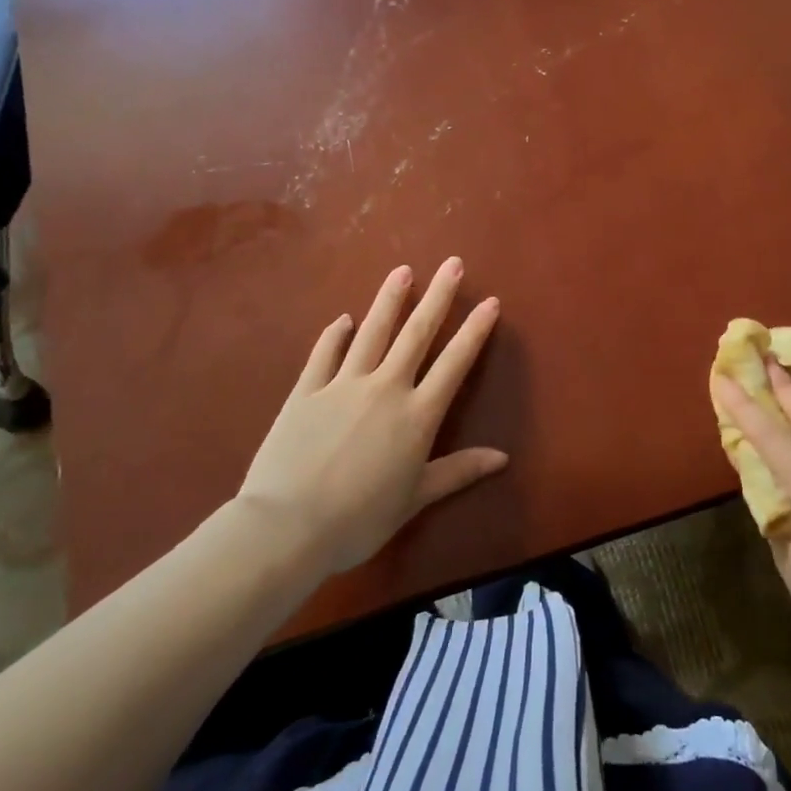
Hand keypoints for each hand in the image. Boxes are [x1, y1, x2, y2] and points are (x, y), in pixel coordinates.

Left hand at [236, 258, 505, 579]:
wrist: (287, 526)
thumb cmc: (359, 519)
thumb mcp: (416, 498)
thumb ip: (459, 471)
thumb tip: (503, 458)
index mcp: (417, 415)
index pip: (454, 363)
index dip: (474, 331)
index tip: (489, 302)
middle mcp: (385, 388)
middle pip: (416, 334)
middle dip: (438, 297)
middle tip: (452, 263)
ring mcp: (342, 385)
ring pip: (372, 333)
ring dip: (389, 300)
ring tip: (403, 271)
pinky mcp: (306, 392)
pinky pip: (324, 355)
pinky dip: (335, 335)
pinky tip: (344, 320)